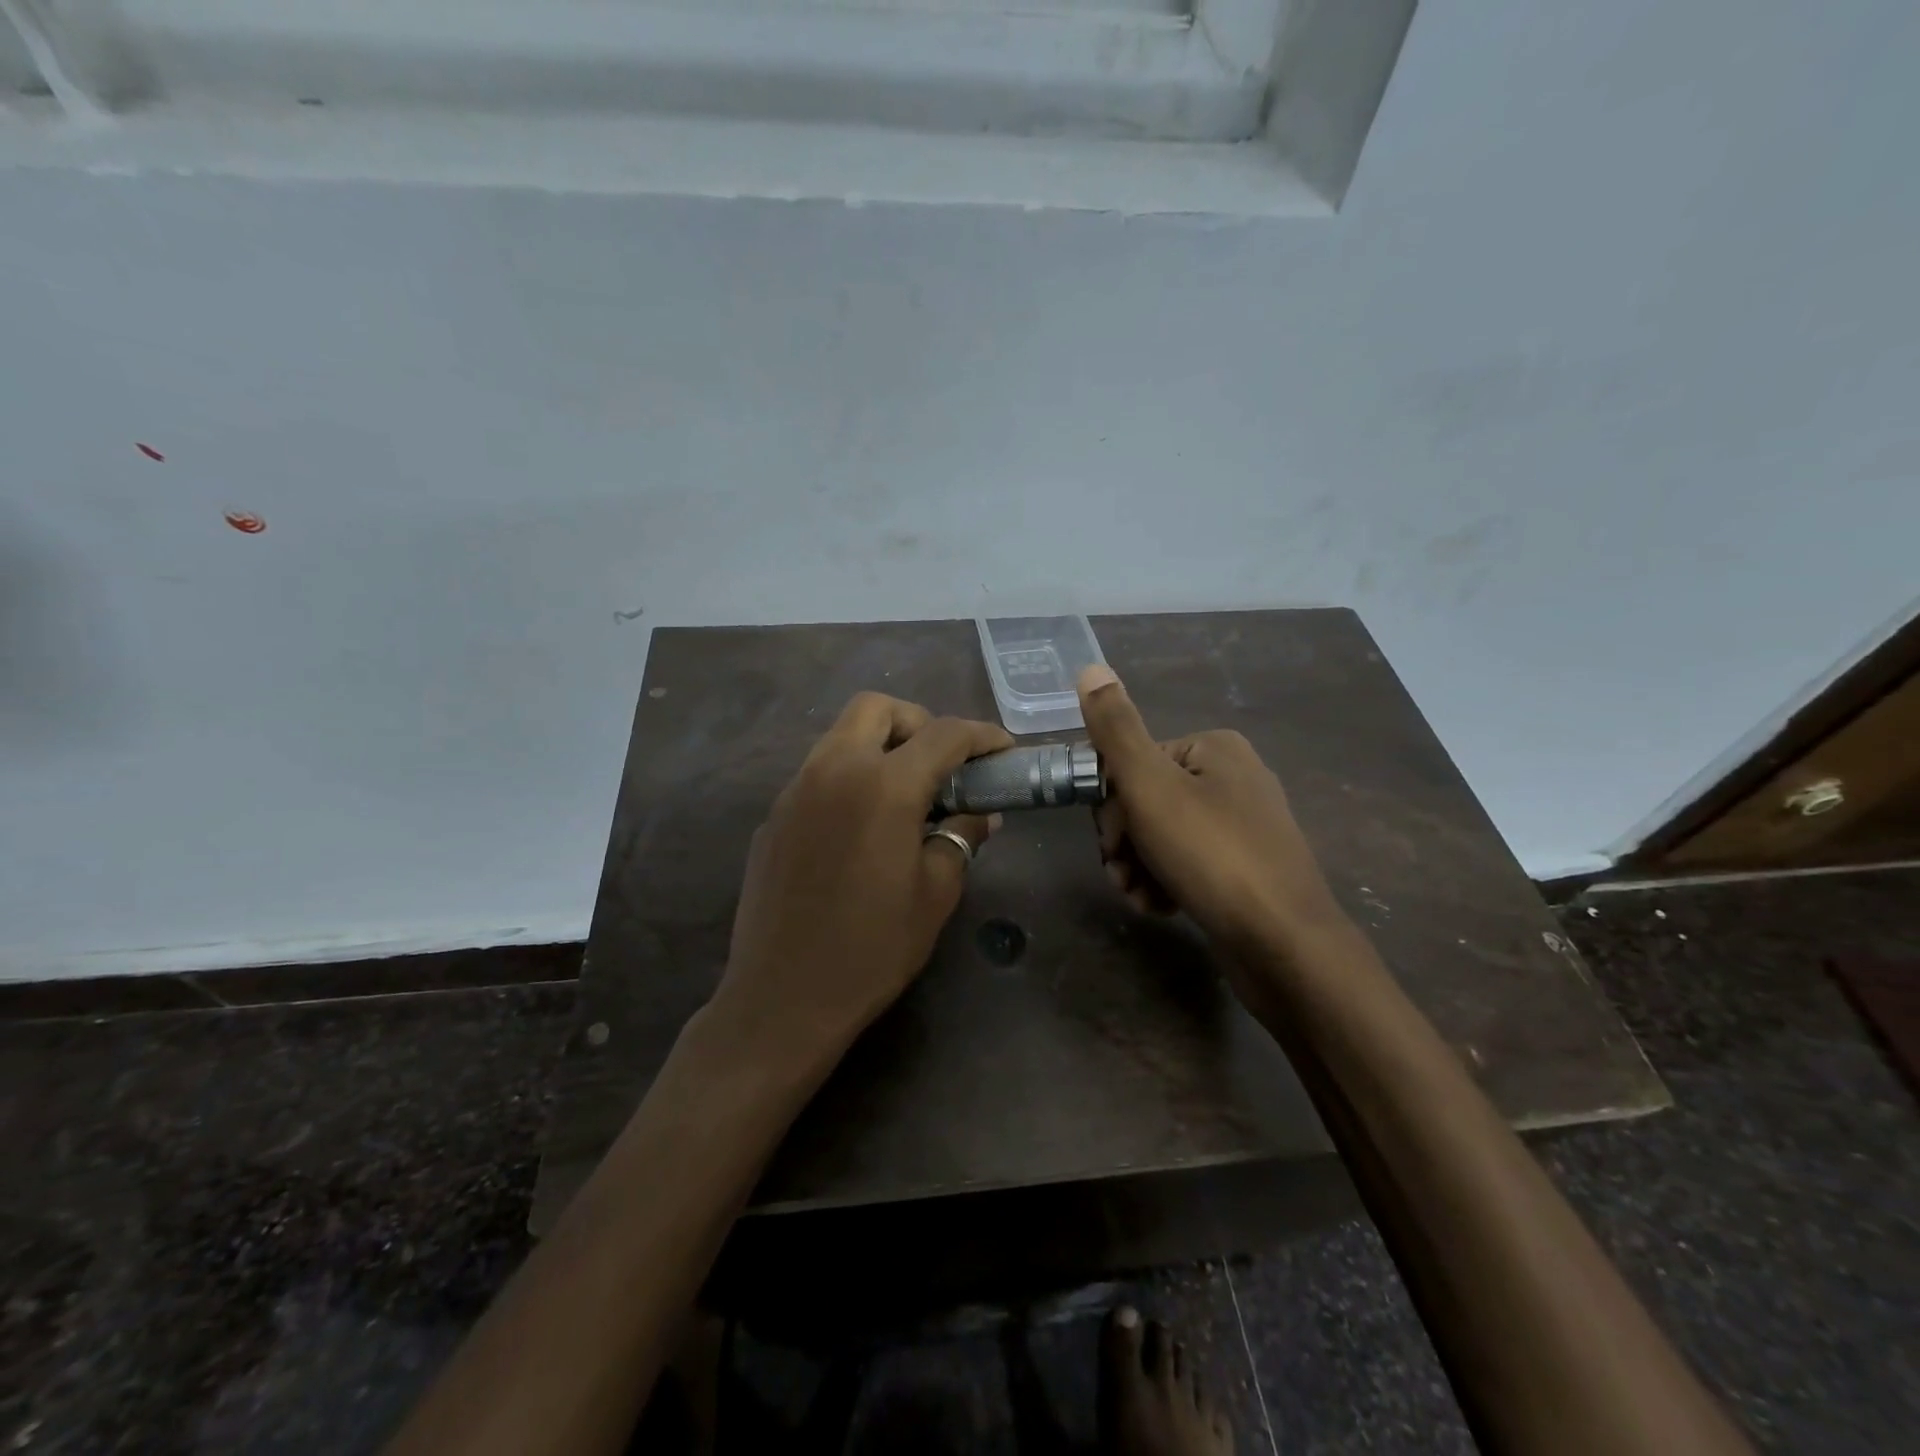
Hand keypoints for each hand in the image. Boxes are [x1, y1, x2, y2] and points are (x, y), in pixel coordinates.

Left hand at [711, 692, 1010, 1064]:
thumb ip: (961, 838)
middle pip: (876, 708)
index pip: (943, 734)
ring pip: (840, 735)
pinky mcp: (773, 816)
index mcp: (883, 785)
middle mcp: (834, 770)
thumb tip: (978, 813)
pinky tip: (862, 827)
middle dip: (918, 722)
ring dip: (880, 745)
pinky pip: (817, 773)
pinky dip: (849, 777)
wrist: (783, 998)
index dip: (982, 737)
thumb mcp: (935, 894)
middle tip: (942, 764)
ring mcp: (795, 790)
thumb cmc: (872, 949)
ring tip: (905, 794)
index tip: (1003, 752)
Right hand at [1078, 666, 1346, 961]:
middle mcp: (1234, 777)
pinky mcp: (1247, 867)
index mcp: (1214, 748)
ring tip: (1139, 898)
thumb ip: (1116, 729)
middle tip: (1122, 875)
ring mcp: (1244, 825)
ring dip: (1139, 867)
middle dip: (1125, 842)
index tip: (1109, 844)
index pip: (1134, 763)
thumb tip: (1090, 668)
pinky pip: (1189, 863)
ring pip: (1163, 836)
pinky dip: (1166, 882)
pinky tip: (1160, 908)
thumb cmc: (1212, 856)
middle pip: (1147, 800)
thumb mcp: (1151, 786)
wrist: (1285, 945)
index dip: (1111, 806)